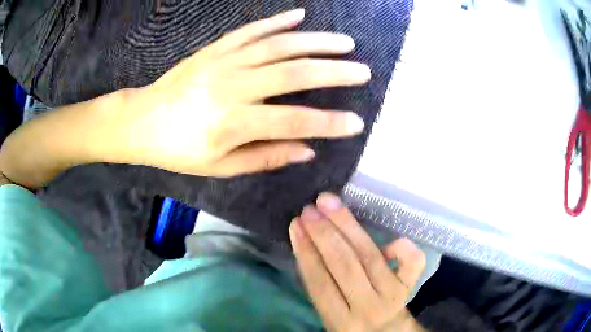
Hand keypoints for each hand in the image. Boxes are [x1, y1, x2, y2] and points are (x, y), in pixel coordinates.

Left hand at [104, 9, 369, 176]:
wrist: (142, 121)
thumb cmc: (179, 150)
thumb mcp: (220, 166)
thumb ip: (265, 157)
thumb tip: (307, 149)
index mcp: (234, 123)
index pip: (294, 121)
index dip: (329, 123)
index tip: (356, 122)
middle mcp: (234, 86)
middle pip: (293, 74)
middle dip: (333, 72)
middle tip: (363, 70)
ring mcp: (224, 61)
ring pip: (278, 46)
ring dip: (315, 42)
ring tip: (345, 42)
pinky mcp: (215, 48)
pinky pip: (251, 30)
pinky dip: (277, 21)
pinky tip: (299, 15)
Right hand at [290, 193, 426, 331]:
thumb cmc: (352, 321)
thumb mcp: (330, 314)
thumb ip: (321, 287)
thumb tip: (308, 243)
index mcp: (340, 320)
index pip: (319, 283)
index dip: (306, 252)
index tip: (296, 225)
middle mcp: (367, 307)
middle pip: (345, 266)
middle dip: (324, 234)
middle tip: (309, 210)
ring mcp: (393, 294)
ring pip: (370, 256)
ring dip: (348, 226)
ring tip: (329, 203)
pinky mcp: (410, 285)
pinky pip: (412, 262)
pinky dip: (401, 246)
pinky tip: (387, 236)